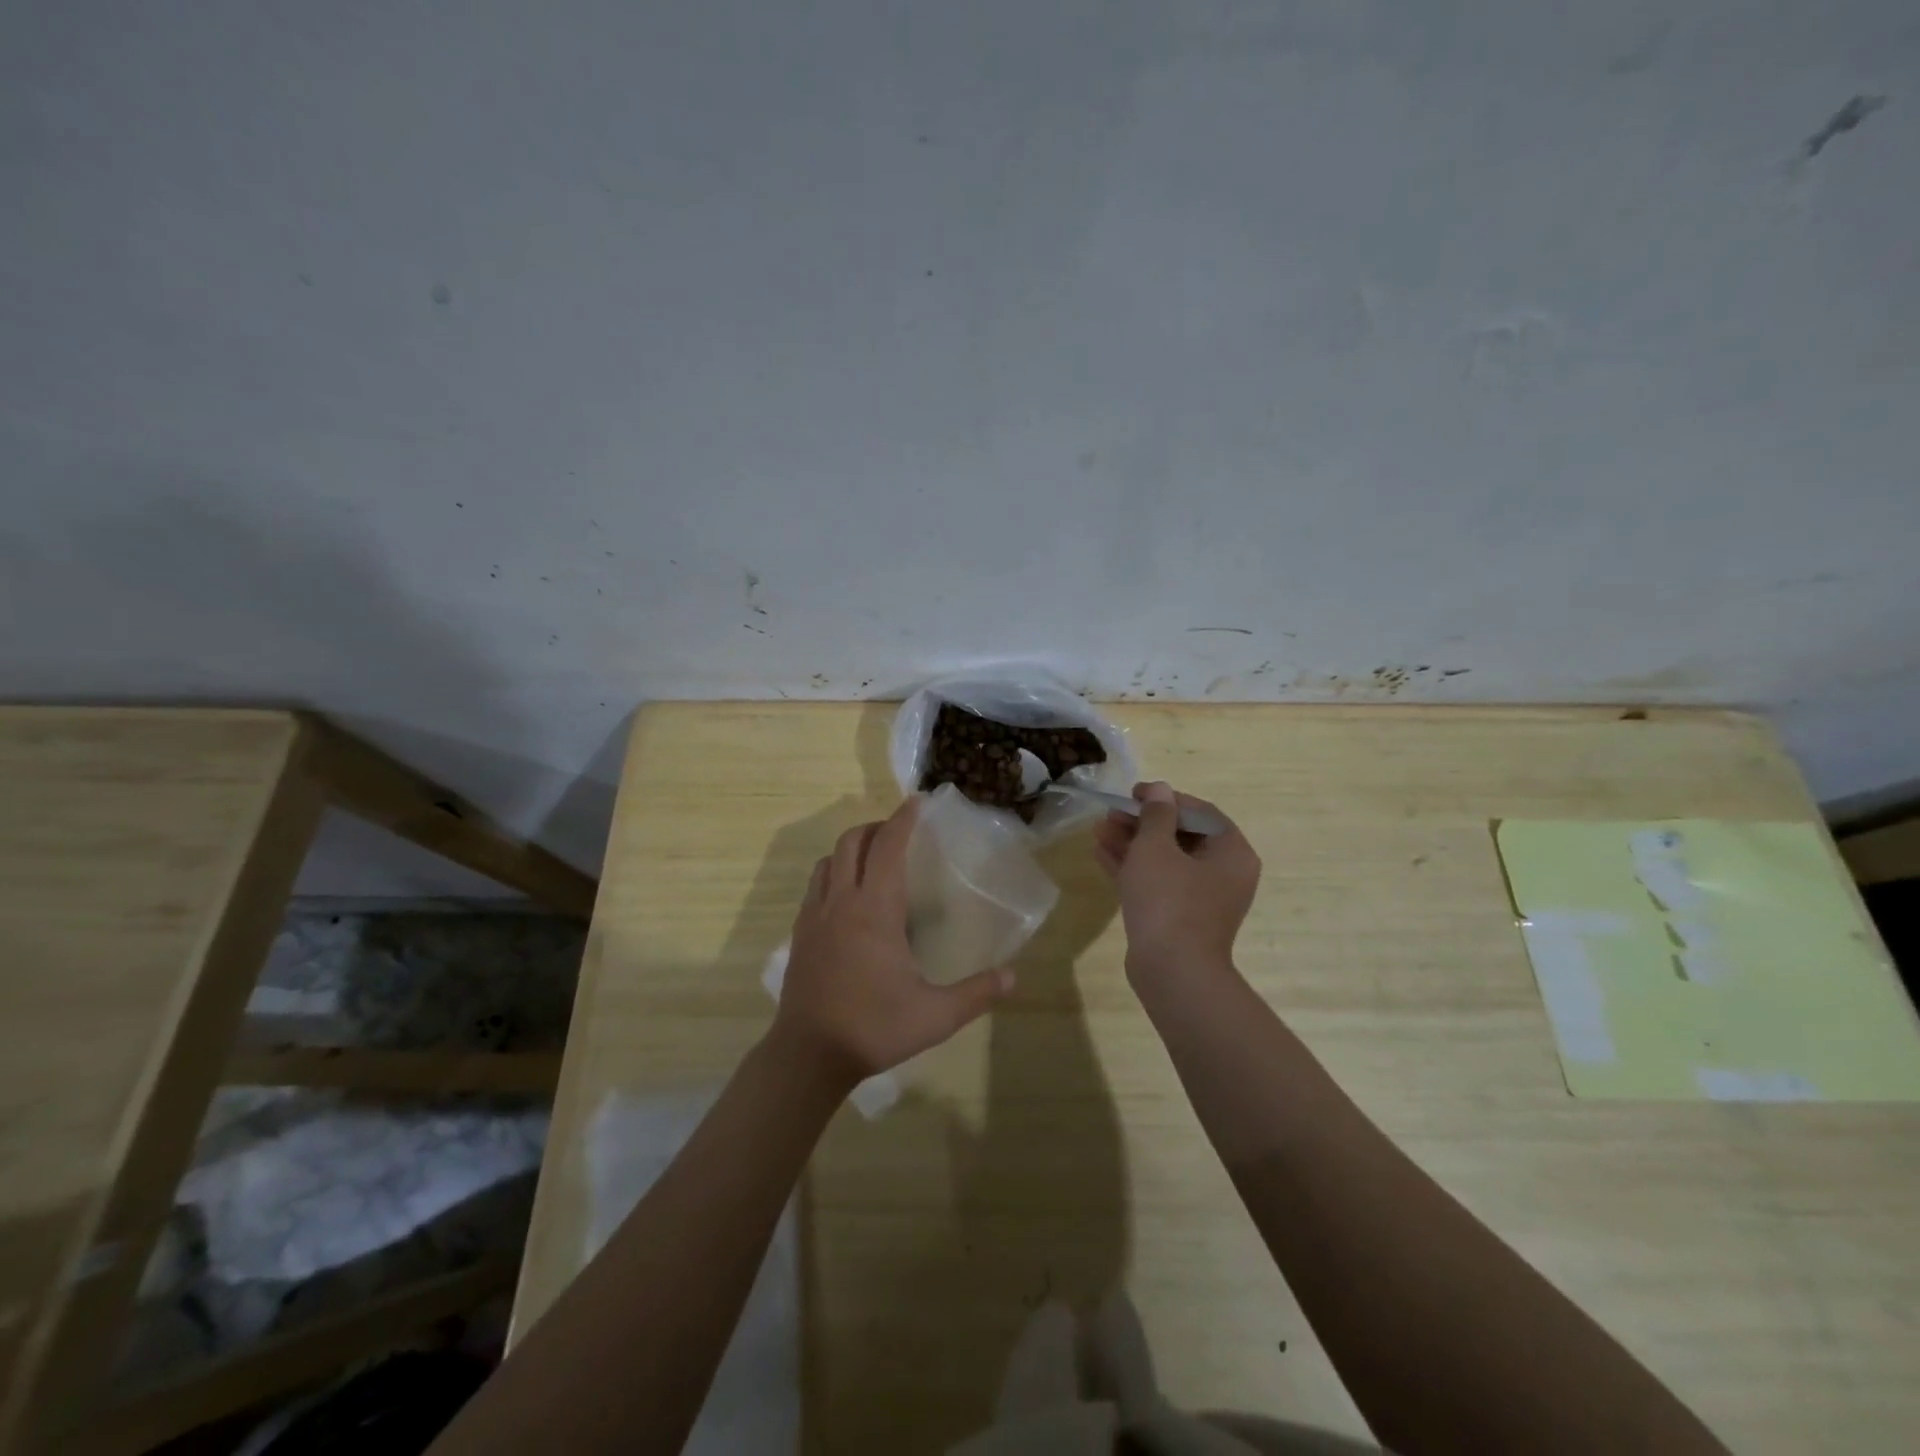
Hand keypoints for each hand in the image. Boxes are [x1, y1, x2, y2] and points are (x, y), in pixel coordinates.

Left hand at [773, 797, 1014, 1088]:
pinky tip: (848, 898)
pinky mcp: (801, 934)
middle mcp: (842, 902)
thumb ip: (977, 993)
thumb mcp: (935, 1015)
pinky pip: (816, 886)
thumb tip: (1013, 976)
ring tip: (874, 860)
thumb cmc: (874, 1028)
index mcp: (875, 910)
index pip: (888, 847)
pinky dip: (833, 874)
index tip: (917, 802)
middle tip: (900, 833)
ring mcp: (815, 916)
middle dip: (876, 828)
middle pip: (852, 842)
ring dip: (852, 849)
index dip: (903, 819)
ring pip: (829, 861)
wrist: (808, 1055)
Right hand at [1091, 782, 1261, 989]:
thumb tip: (1160, 790)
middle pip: (1180, 836)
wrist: (1172, 972)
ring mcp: (1201, 899)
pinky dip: (1132, 868)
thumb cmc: (1169, 901)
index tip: (1133, 793)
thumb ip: (1156, 814)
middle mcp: (1223, 874)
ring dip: (1132, 843)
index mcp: (1231, 853)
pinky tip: (1100, 853)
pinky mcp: (1179, 918)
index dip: (1165, 798)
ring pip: (1164, 860)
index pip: (1199, 812)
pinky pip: (1157, 883)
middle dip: (1142, 823)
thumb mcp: (1156, 848)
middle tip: (1111, 813)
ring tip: (1098, 830)